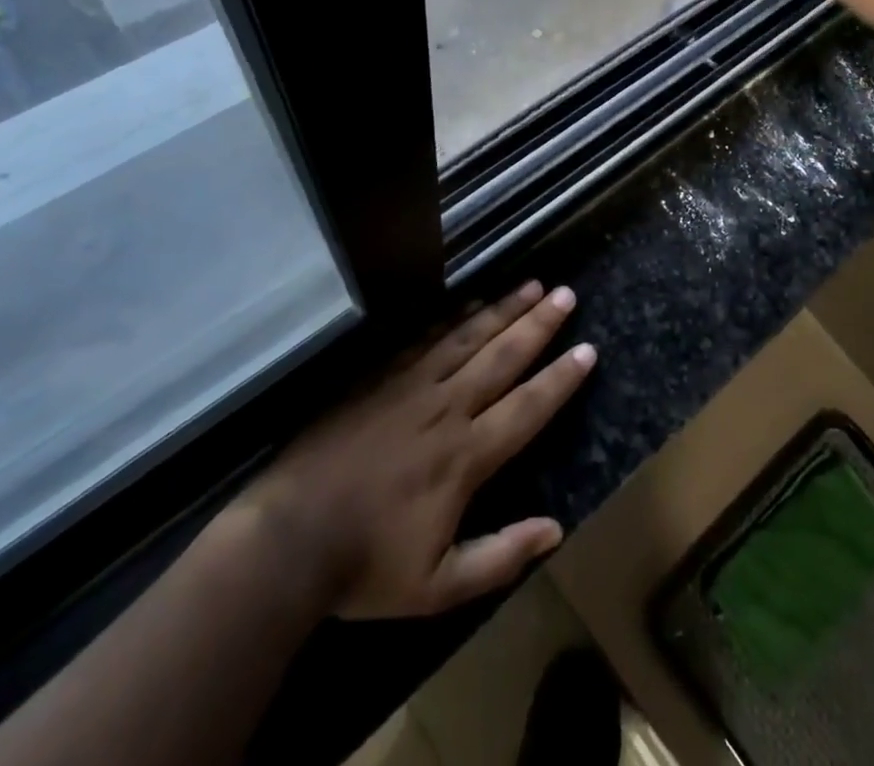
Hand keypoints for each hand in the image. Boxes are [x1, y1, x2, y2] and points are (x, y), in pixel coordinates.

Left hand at [222, 282, 594, 620]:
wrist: (285, 540)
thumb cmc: (364, 568)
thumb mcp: (437, 587)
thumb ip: (500, 558)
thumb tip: (556, 531)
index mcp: (465, 456)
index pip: (527, 407)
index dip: (561, 378)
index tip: (588, 349)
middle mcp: (446, 408)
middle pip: (502, 357)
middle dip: (538, 324)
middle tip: (566, 294)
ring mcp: (411, 387)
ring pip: (468, 338)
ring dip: (503, 309)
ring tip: (532, 284)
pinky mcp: (380, 378)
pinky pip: (427, 339)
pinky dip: (455, 319)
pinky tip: (471, 304)